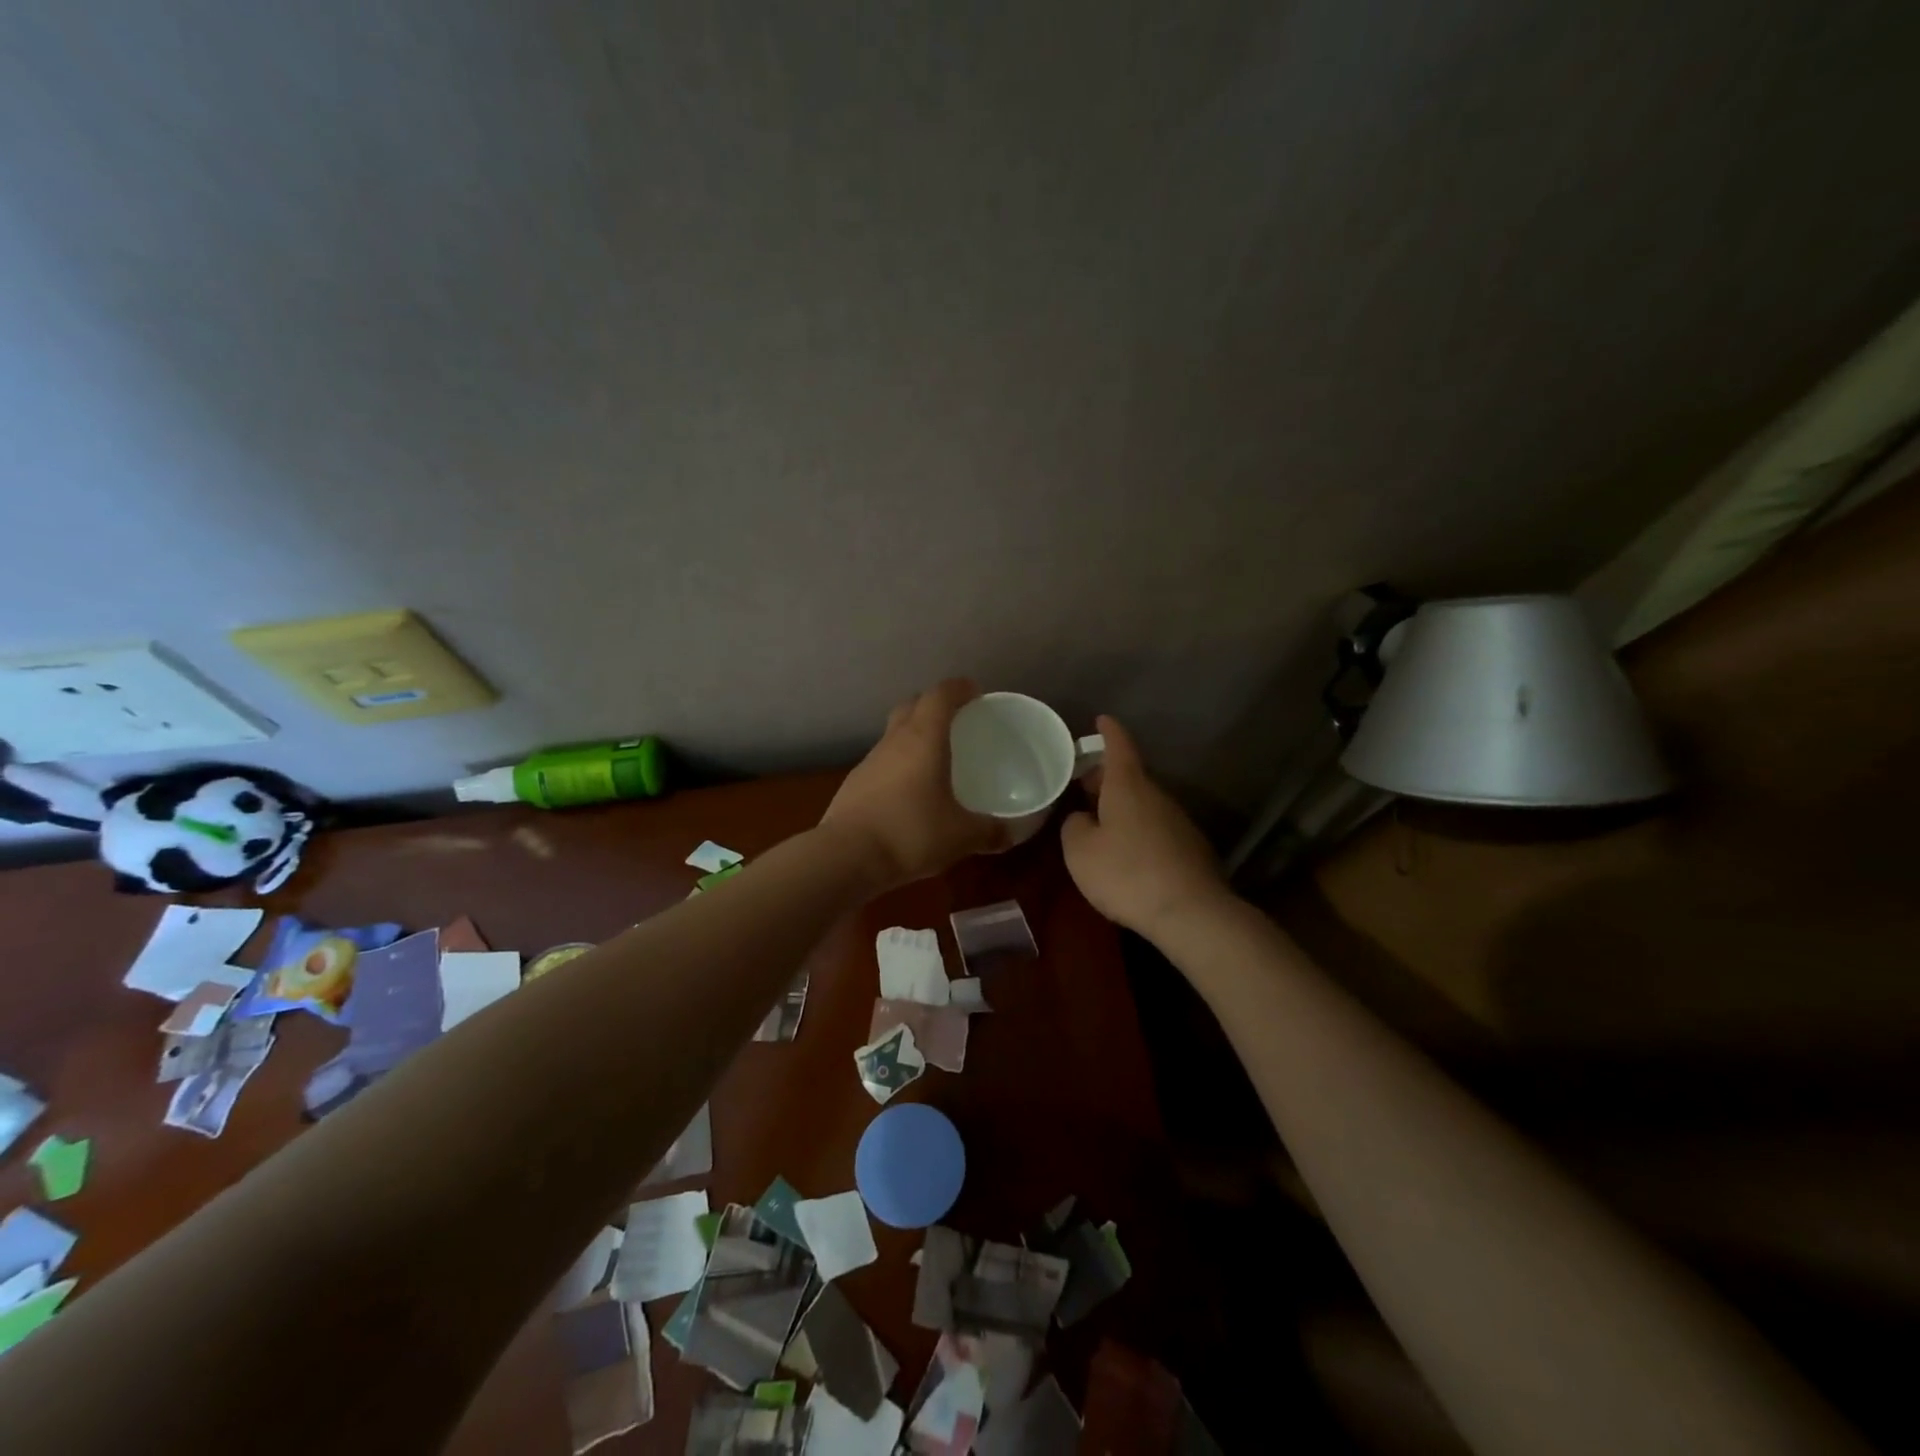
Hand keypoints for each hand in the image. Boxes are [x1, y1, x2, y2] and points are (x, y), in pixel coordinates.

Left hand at [822, 680, 1010, 888]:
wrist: (846, 857)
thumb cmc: (911, 833)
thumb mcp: (961, 836)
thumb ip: (990, 832)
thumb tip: (1011, 833)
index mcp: (923, 739)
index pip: (940, 696)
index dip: (958, 688)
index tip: (974, 692)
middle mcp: (894, 742)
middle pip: (911, 707)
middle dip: (932, 706)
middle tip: (955, 721)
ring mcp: (869, 763)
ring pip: (893, 735)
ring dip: (913, 737)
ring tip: (935, 759)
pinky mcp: (854, 786)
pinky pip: (882, 763)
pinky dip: (899, 766)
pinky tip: (910, 793)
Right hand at [1061, 715, 1232, 940]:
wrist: (1191, 912)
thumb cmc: (1126, 874)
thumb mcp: (1080, 851)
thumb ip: (1074, 826)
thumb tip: (1083, 818)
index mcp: (1128, 787)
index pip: (1119, 746)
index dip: (1108, 732)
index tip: (1102, 719)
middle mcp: (1157, 796)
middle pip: (1130, 776)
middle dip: (1106, 777)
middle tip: (1083, 784)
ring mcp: (1178, 821)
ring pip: (1144, 803)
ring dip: (1122, 806)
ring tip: (1100, 821)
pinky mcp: (1190, 848)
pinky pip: (1156, 828)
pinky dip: (1139, 830)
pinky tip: (1128, 853)